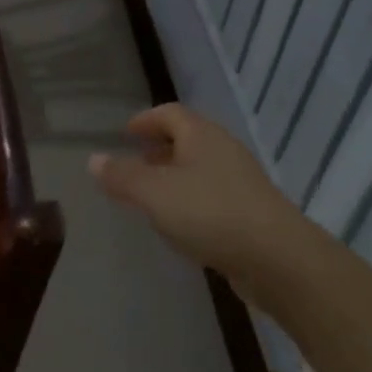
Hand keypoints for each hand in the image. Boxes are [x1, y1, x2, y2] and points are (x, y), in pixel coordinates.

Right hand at [89, 104, 309, 295]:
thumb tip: (93, 159)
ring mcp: (240, 181)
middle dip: (159, 148)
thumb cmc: (210, 213)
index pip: (169, 113)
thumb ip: (122, 176)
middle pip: (187, 138)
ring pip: (200, 168)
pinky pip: (212, 194)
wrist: (277, 258)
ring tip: (151, 195)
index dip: (145, 120)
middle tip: (134, 162)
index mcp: (201, 135)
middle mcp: (223, 150)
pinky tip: (180, 223)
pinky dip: (190, 199)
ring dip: (174, 175)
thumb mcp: (154, 193)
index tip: (125, 133)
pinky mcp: (250, 211)